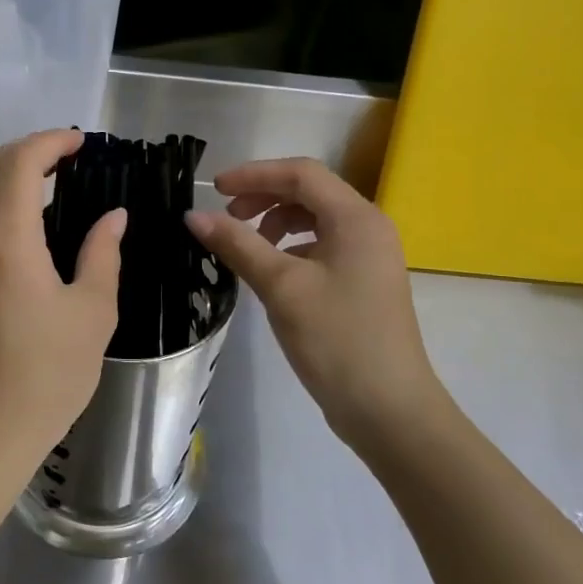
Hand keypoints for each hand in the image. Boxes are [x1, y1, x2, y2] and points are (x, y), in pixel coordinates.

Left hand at [0, 130, 124, 482]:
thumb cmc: (48, 376)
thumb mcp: (93, 314)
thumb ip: (102, 254)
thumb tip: (112, 215)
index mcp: (8, 242)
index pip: (20, 163)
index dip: (51, 141)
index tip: (81, 144)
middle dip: (29, 149)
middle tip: (67, 159)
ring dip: (4, 174)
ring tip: (44, 186)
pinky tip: (14, 225)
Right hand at [186, 158, 449, 448]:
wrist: (389, 410)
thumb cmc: (336, 339)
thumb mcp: (281, 287)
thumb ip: (237, 244)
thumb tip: (193, 215)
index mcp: (356, 218)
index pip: (301, 173)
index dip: (254, 174)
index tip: (214, 189)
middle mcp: (368, 227)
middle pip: (309, 192)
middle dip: (264, 197)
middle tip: (226, 217)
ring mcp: (369, 256)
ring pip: (315, 219)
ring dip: (275, 222)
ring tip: (246, 247)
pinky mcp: (363, 282)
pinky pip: (322, 246)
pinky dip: (291, 247)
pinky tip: (271, 272)